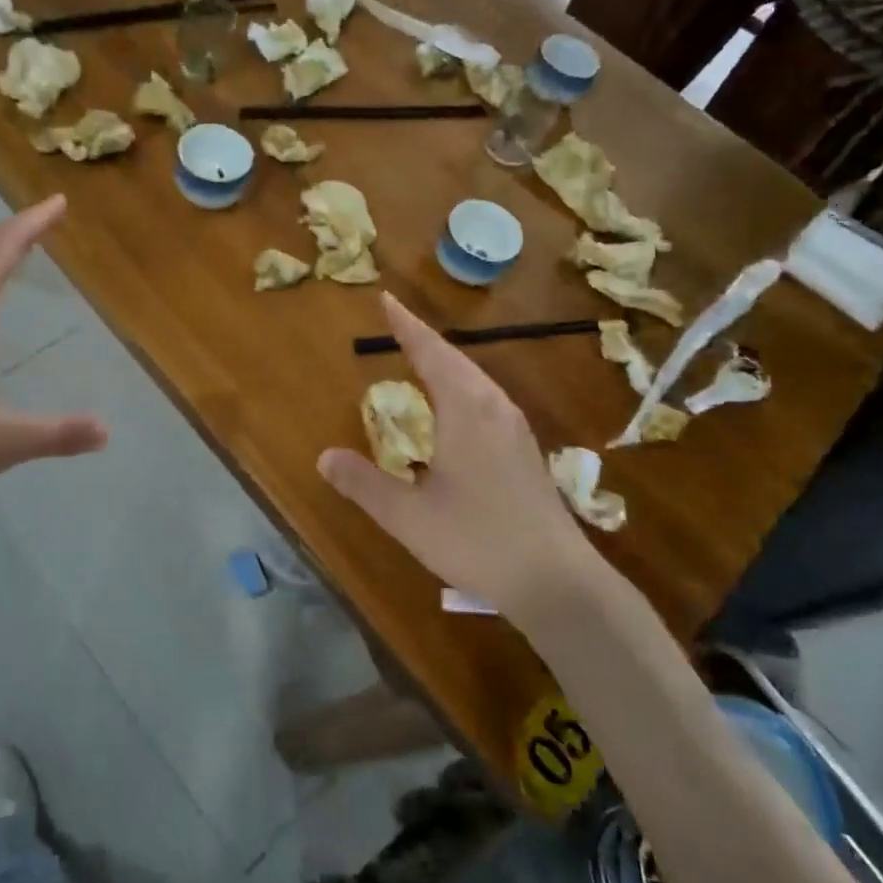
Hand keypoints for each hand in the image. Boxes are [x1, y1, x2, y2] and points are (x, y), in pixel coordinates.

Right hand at [317, 292, 600, 620]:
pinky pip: (486, 397)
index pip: (431, 352)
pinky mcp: (524, 449)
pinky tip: (455, 405)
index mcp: (466, 410)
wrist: (558, 583)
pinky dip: (461, 383)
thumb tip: (324, 456)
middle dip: (423, 338)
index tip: (386, 299)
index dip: (406, 326)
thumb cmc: (478, 541)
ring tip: (420, 355)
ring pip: (475, 377)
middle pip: (455, 358)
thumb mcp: (409, 517)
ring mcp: (514, 428)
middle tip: (396, 321)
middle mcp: (493, 407)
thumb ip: (364, 484)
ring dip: (445, 360)